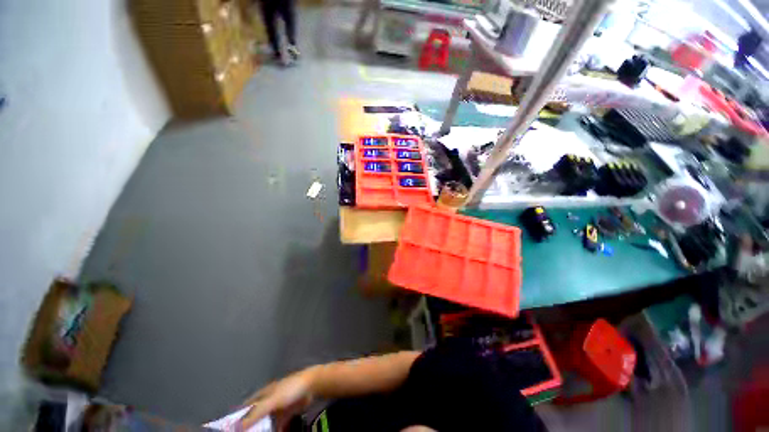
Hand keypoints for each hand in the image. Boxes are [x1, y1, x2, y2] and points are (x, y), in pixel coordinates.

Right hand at [239, 370, 314, 430]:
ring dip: (263, 430)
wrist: (311, 386)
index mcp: (262, 395)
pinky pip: (278, 425)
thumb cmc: (289, 389)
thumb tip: (237, 426)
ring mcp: (277, 408)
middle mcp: (268, 401)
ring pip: (266, 422)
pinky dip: (276, 430)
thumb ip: (256, 413)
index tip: (231, 429)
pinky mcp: (287, 413)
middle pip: (256, 417)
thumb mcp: (271, 400)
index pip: (246, 407)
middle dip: (251, 427)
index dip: (238, 418)